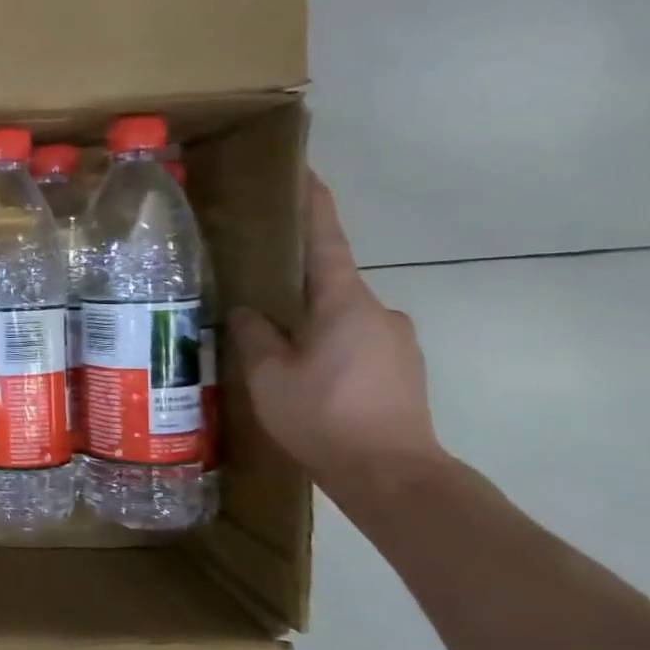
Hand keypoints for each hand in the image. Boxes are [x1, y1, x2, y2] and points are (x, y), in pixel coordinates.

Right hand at [230, 173, 443, 488]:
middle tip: (254, 293)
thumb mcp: (269, 375)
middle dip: (295, 284)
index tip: (304, 173)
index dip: (313, 205)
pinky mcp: (402, 370)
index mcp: (345, 303)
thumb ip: (255, 335)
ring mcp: (397, 342)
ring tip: (274, 348)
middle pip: (330, 283)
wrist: (393, 476)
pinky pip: (354, 342)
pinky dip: (327, 346)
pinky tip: (303, 375)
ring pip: (341, 317)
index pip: (326, 241)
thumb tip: (247, 311)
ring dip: (310, 322)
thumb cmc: (324, 416)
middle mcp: (379, 311)